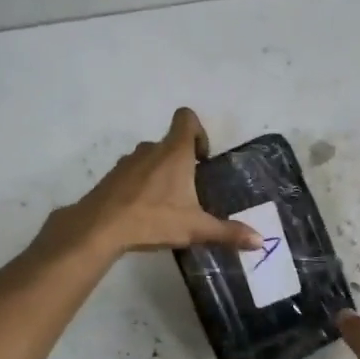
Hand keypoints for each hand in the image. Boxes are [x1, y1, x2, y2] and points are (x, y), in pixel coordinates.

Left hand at [44, 108, 262, 257]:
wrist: (99, 228)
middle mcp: (151, 149)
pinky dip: (141, 186)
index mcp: (174, 152)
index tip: (202, 158)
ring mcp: (127, 162)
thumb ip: (227, 232)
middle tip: (190, 190)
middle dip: (182, 161)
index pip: (186, 118)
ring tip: (167, 204)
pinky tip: (144, 213)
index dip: (198, 131)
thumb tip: (260, 240)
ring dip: (160, 173)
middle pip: (170, 142)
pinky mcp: (111, 177)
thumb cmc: (152, 219)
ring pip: (150, 158)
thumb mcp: (195, 228)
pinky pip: (132, 173)